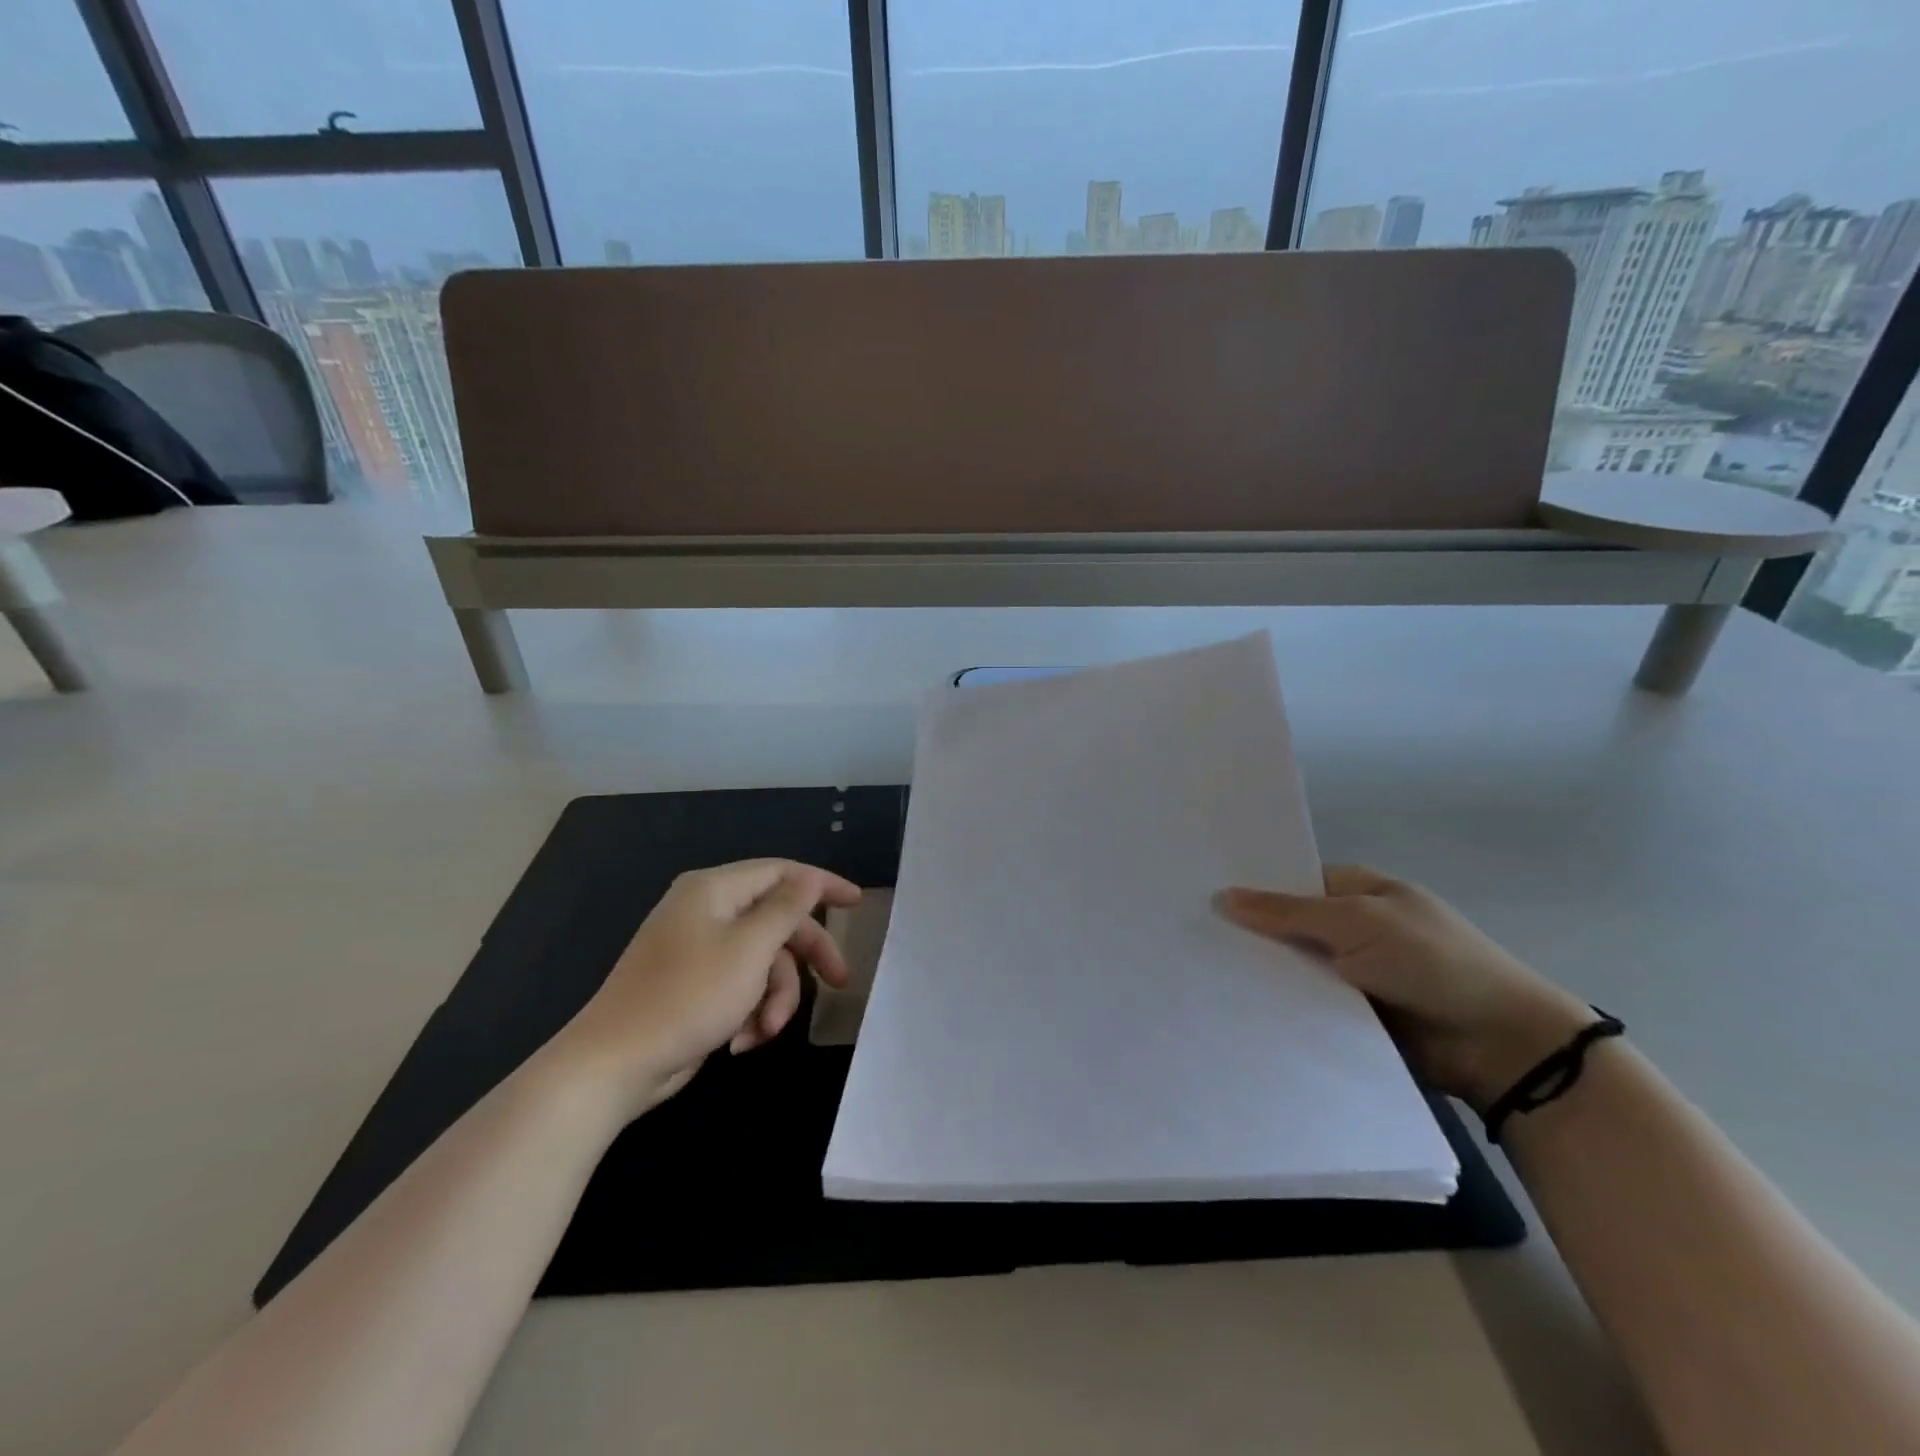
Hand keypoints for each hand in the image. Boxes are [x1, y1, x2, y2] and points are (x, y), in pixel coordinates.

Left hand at [550, 860, 861, 1117]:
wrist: (614, 1064)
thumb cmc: (688, 996)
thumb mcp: (750, 949)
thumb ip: (787, 908)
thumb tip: (809, 877)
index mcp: (716, 890)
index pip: (782, 873)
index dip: (822, 885)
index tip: (858, 903)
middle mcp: (707, 911)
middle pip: (776, 922)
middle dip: (805, 958)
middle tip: (840, 983)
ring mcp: (698, 950)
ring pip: (763, 961)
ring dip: (774, 998)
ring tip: (765, 1031)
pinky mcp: (693, 986)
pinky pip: (741, 986)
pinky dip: (749, 1012)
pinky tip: (741, 1042)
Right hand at [1216, 865, 1593, 1111]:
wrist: (1500, 1045)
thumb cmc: (1432, 961)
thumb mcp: (1357, 921)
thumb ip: (1287, 911)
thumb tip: (1221, 897)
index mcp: (1360, 892)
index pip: (1292, 883)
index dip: (1252, 889)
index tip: (1199, 895)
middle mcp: (1353, 930)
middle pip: (1288, 928)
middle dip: (1249, 934)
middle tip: (1185, 938)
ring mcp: (1353, 976)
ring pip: (1293, 970)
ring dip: (1261, 975)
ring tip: (1197, 976)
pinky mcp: (1352, 1018)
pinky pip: (1306, 1008)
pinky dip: (1280, 1009)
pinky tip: (1232, 1010)